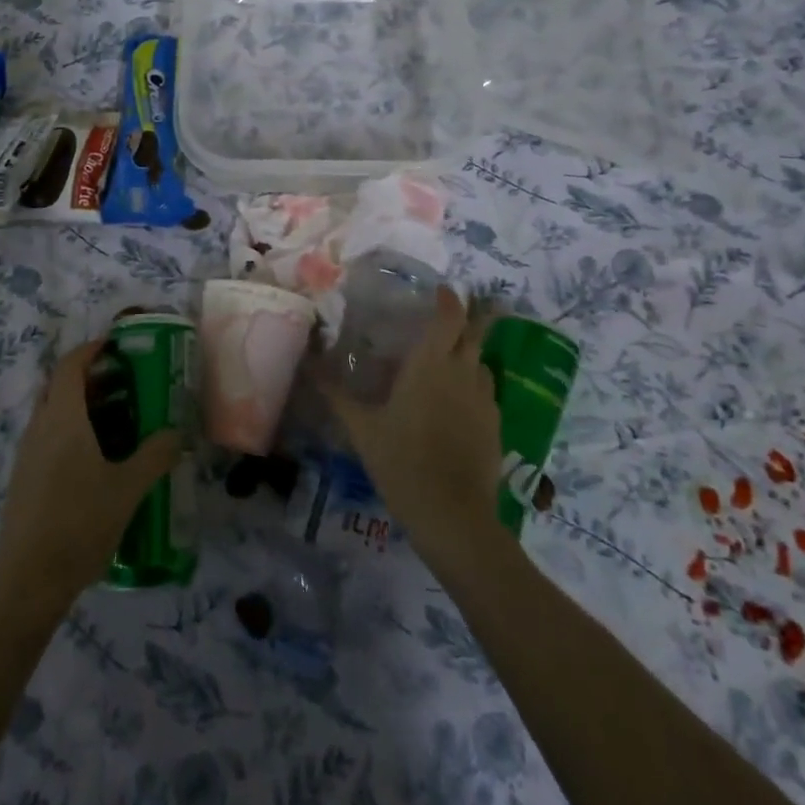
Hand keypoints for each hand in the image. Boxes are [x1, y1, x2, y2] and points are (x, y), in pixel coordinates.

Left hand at [0, 337, 178, 611]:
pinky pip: (50, 436)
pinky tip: (99, 459)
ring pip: (54, 412)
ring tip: (120, 419)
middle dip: (91, 376)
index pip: (71, 365)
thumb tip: (177, 432)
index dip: (92, 349)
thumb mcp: (128, 489)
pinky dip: (73, 430)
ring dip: (83, 405)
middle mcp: (40, 427)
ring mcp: (28, 454)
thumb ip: (156, 455)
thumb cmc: (79, 524)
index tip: (118, 346)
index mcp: (63, 418)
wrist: (26, 582)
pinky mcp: (25, 478)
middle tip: (126, 381)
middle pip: (60, 385)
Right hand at [324, 286, 502, 567]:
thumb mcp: (361, 427)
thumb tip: (309, 362)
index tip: (443, 290)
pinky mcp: (496, 426)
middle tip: (451, 315)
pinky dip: (474, 387)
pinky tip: (458, 405)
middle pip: (475, 332)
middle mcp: (463, 372)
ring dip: (469, 354)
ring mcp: (484, 400)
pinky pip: (486, 393)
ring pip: (482, 363)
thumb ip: (336, 393)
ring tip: (449, 362)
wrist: (452, 515)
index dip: (450, 299)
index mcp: (431, 363)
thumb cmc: (401, 461)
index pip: (449, 316)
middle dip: (469, 318)